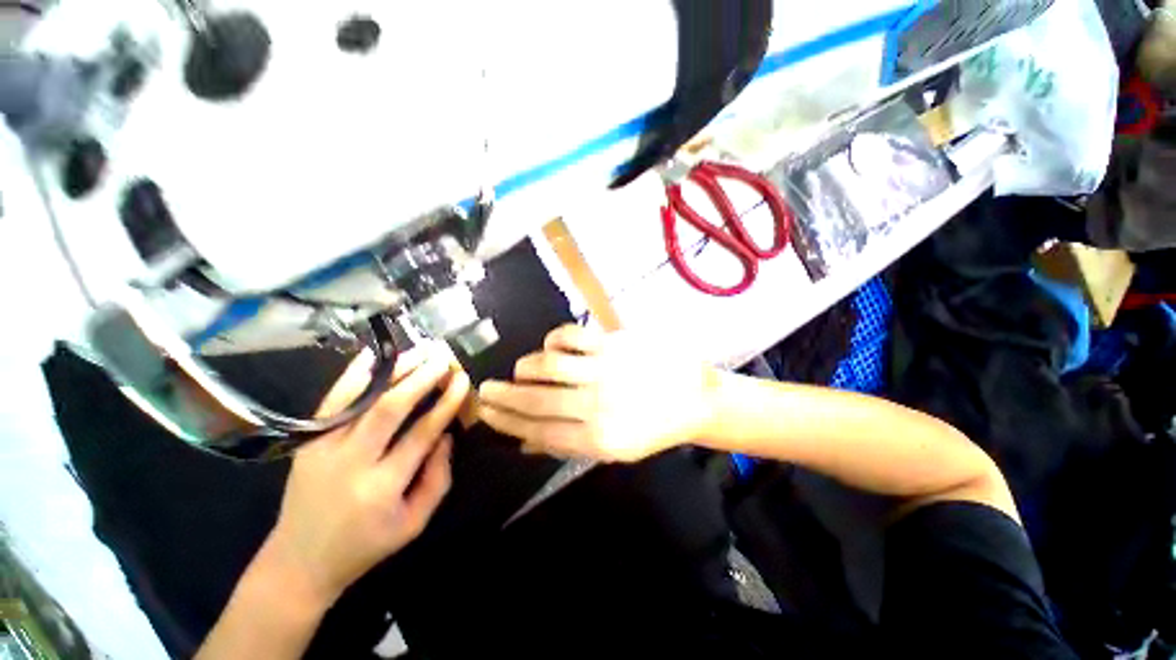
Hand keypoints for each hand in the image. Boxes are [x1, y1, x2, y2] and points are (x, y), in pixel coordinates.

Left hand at [260, 344, 469, 607]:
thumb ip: (438, 477)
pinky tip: (374, 354)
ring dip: (394, 370)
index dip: (445, 404)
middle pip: (389, 409)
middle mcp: (350, 463)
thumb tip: (446, 435)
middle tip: (443, 357)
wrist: (299, 562)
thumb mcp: (415, 523)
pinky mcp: (307, 441)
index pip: (421, 435)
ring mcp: (322, 448)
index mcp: (381, 488)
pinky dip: (354, 374)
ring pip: (361, 398)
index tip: (462, 380)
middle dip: (421, 378)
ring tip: (420, 350)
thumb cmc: (366, 545)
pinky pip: (334, 400)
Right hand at [477, 325, 718, 462]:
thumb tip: (525, 442)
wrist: (695, 397)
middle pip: (536, 399)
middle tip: (484, 391)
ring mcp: (605, 369)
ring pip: (547, 364)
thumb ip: (569, 444)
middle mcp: (597, 404)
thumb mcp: (614, 449)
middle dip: (503, 396)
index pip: (537, 430)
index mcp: (598, 439)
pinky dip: (552, 340)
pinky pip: (570, 336)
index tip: (485, 413)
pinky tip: (551, 347)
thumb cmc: (653, 426)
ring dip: (525, 367)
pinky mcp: (613, 342)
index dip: (506, 422)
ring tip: (520, 370)